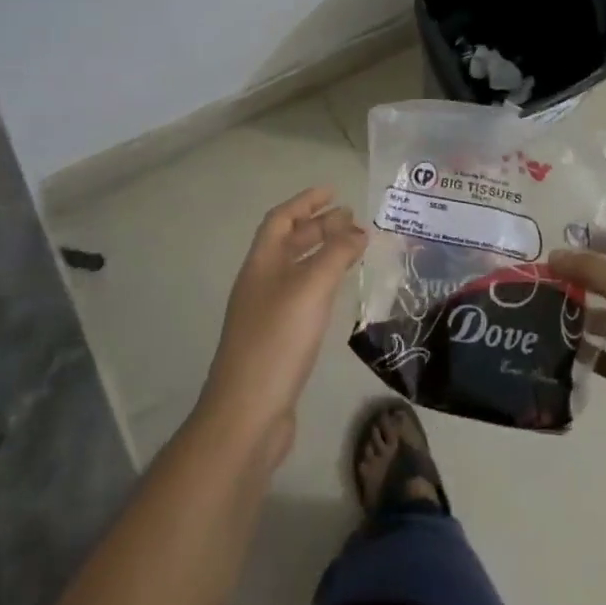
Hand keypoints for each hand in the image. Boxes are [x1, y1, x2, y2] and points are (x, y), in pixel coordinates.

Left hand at [198, 187, 366, 463]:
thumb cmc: (278, 340)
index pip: (282, 219)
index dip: (306, 202)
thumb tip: (357, 230)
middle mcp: (260, 283)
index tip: (335, 191)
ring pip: (297, 270)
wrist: (247, 413)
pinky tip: (339, 293)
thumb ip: (336, 254)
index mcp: (261, 264)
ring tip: (354, 250)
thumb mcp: (311, 288)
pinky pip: (302, 296)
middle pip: (289, 243)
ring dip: (323, 254)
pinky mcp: (277, 340)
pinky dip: (323, 283)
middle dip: (319, 226)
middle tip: (354, 221)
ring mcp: (266, 313)